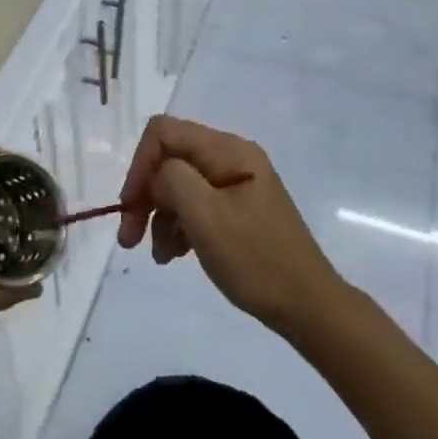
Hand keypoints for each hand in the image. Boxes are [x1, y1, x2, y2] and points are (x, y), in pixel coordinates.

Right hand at [117, 115, 344, 337]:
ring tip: (158, 255)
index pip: (164, 132)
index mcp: (228, 150)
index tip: (130, 207)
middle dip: (145, 196)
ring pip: (179, 185)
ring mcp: (236, 184)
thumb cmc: (255, 260)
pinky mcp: (237, 209)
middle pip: (170, 159)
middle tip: (130, 237)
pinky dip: (178, 226)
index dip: (140, 165)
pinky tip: (174, 254)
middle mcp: (232, 158)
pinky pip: (196, 205)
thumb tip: (158, 174)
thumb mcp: (206, 216)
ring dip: (159, 217)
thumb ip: (173, 179)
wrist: (307, 306)